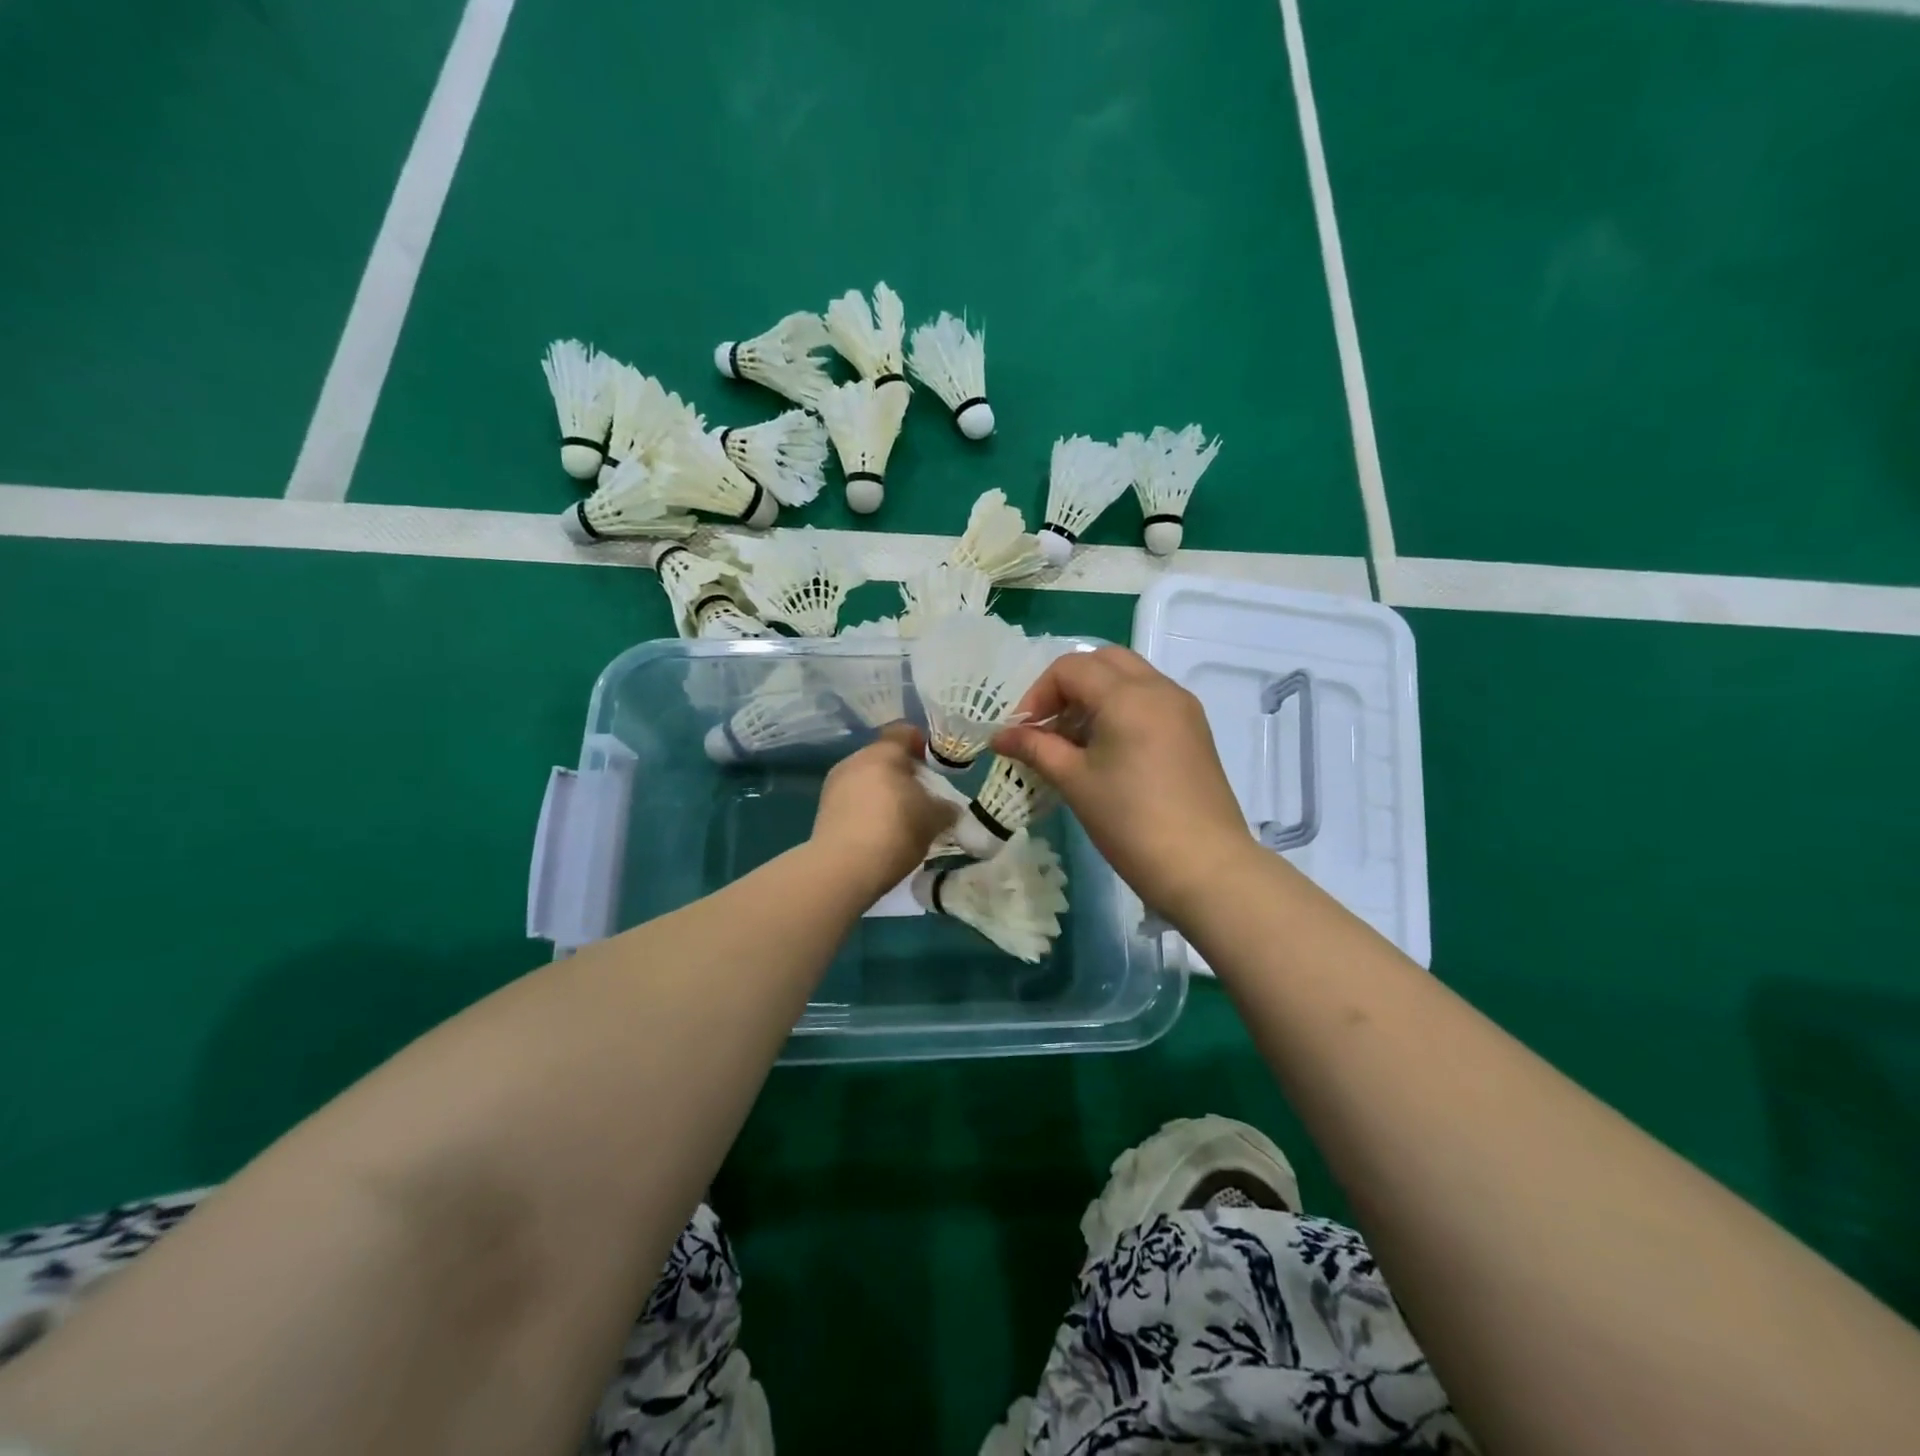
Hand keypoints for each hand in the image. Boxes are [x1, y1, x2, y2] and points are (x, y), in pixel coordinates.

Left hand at [810, 724, 956, 901]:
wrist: (843, 869)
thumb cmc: (895, 831)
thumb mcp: (934, 819)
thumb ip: (945, 807)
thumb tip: (948, 807)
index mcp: (882, 753)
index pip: (903, 732)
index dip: (920, 743)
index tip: (933, 764)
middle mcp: (854, 761)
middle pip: (883, 758)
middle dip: (903, 773)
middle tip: (921, 796)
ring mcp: (834, 785)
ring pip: (866, 780)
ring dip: (883, 793)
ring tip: (901, 818)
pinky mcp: (823, 811)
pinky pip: (852, 800)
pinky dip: (867, 810)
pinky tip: (879, 833)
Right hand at [994, 648, 1255, 921]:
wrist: (1204, 867)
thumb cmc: (1130, 822)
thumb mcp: (1074, 781)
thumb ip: (1034, 748)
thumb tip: (998, 737)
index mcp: (1128, 695)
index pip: (1070, 668)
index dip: (1037, 694)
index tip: (1023, 733)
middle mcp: (1159, 688)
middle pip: (1103, 662)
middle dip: (1067, 686)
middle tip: (1049, 727)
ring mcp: (1182, 707)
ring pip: (1129, 678)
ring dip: (1095, 697)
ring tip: (1074, 743)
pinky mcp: (1194, 730)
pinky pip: (1149, 700)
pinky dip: (1121, 709)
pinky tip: (1107, 752)